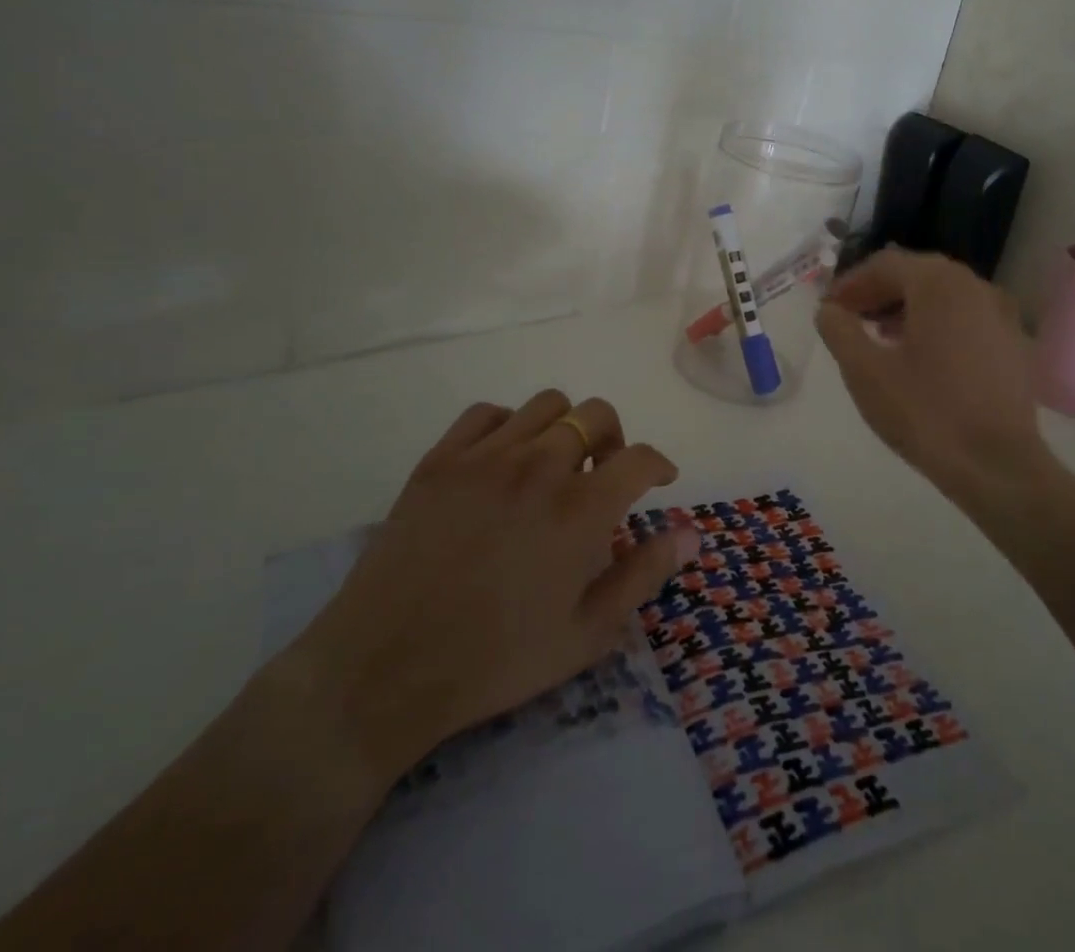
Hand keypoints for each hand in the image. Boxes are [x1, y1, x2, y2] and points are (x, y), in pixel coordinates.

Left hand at [283, 390, 700, 784]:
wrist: (384, 669)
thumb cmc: (495, 661)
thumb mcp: (585, 634)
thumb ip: (643, 575)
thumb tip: (691, 533)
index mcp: (580, 510)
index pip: (639, 458)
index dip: (658, 464)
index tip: (659, 480)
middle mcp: (538, 467)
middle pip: (596, 415)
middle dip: (614, 438)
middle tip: (604, 474)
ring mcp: (485, 457)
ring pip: (546, 405)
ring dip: (565, 427)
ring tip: (556, 465)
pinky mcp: (441, 459)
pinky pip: (488, 413)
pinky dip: (509, 426)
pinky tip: (504, 460)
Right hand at [816, 248, 1044, 493]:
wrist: (997, 465)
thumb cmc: (925, 412)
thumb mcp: (864, 371)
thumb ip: (839, 330)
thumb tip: (829, 310)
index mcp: (938, 283)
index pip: (885, 264)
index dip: (850, 283)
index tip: (828, 308)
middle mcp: (974, 285)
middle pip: (916, 274)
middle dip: (878, 292)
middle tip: (850, 319)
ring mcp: (1000, 313)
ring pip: (943, 295)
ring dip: (906, 307)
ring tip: (879, 338)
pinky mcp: (1014, 342)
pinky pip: (966, 317)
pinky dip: (937, 323)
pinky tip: (921, 356)